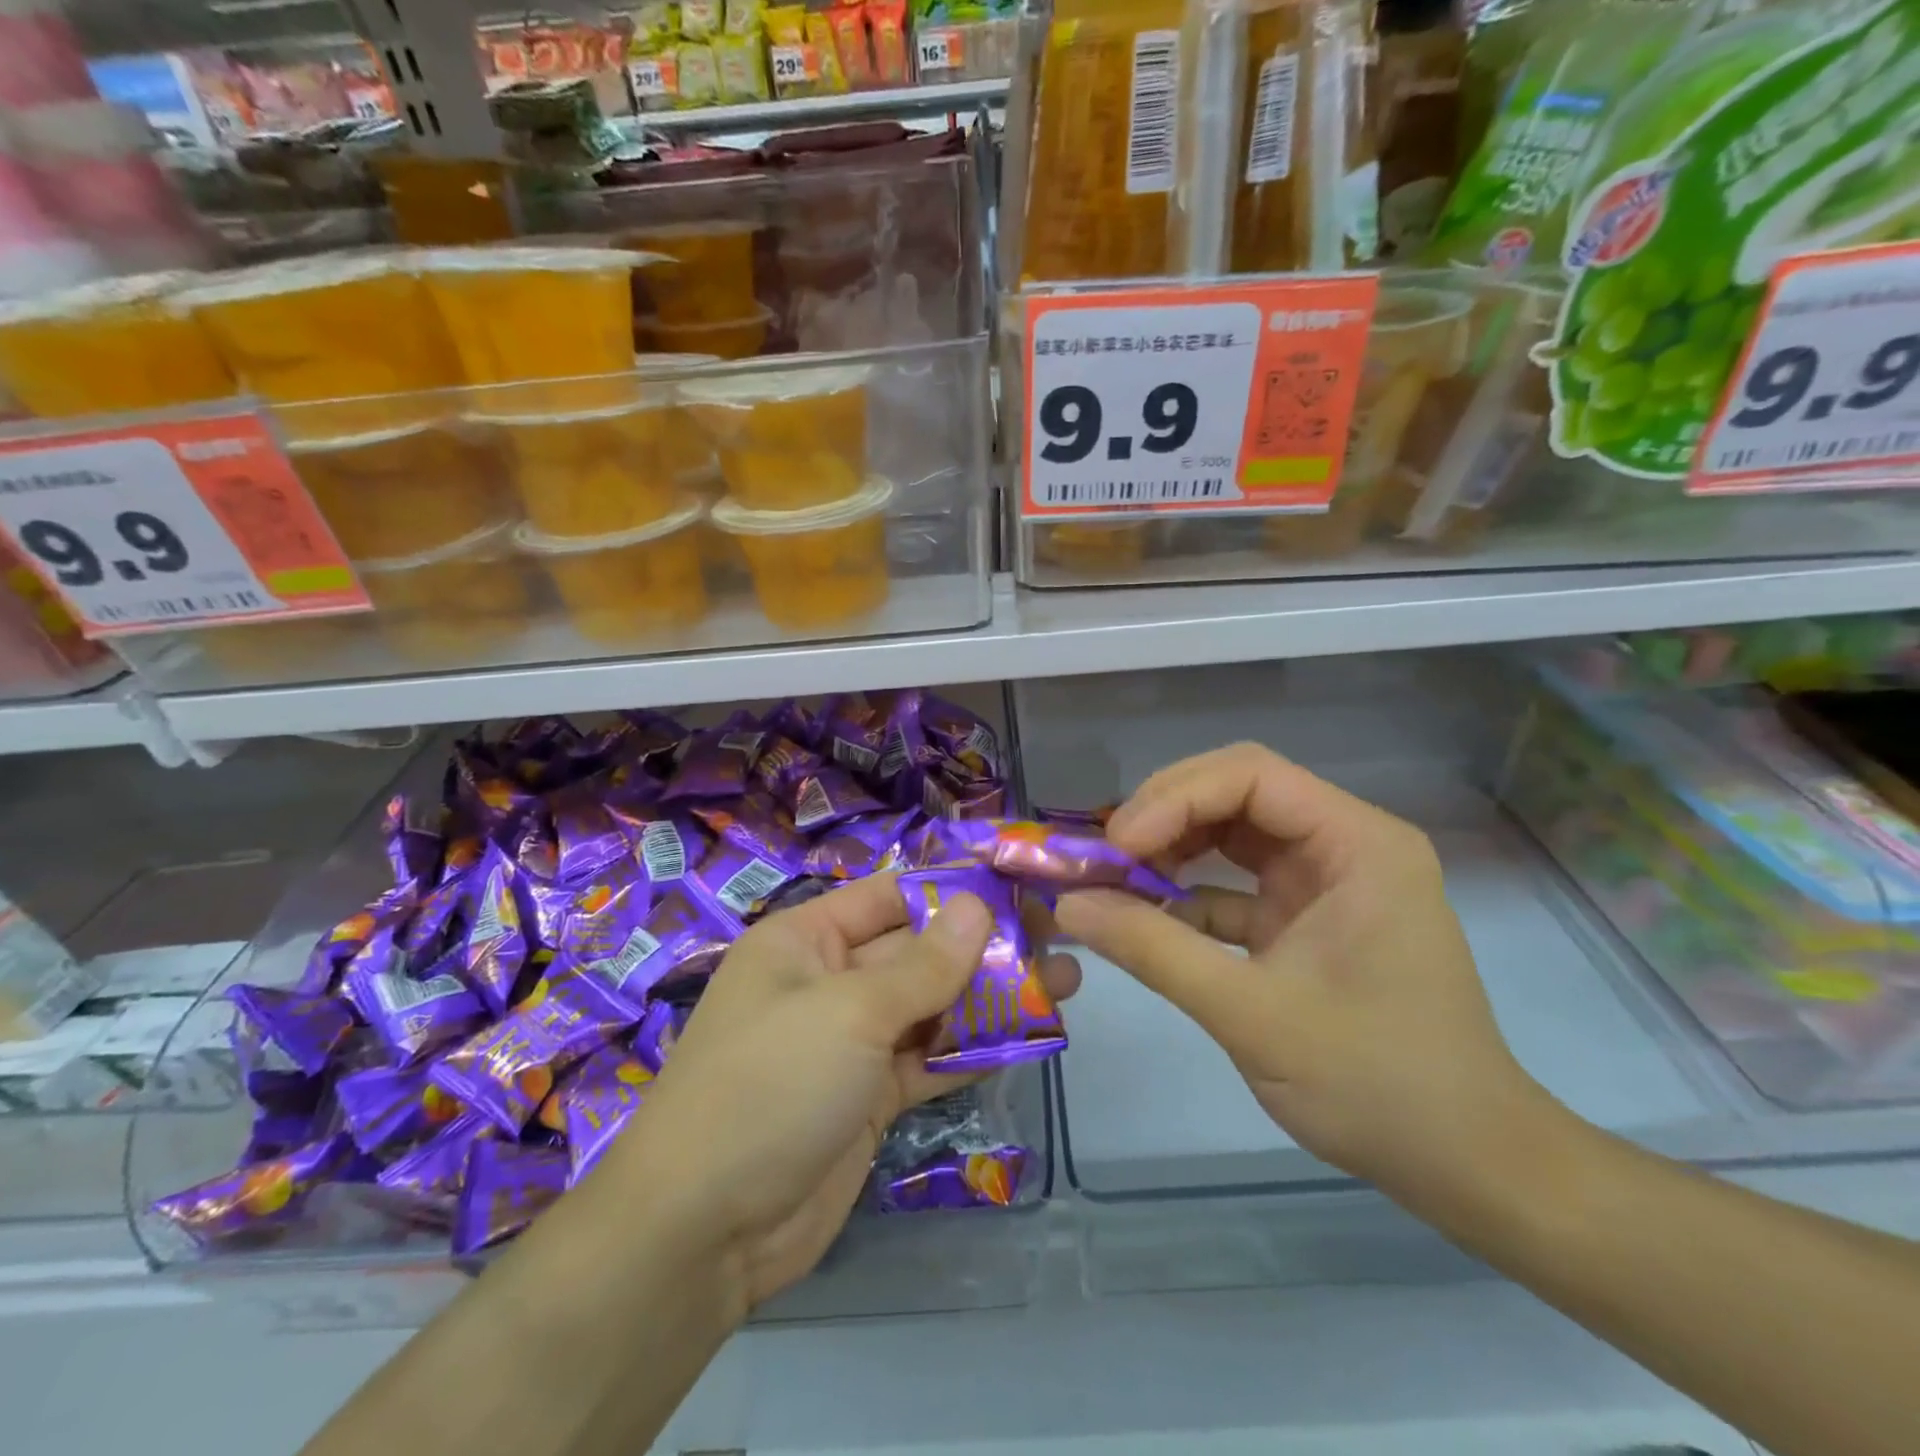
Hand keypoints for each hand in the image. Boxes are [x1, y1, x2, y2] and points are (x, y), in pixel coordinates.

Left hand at [604, 874, 1079, 1317]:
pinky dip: (974, 1049)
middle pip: (917, 951)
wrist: (703, 1232)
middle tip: (1058, 935)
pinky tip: (1032, 1035)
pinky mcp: (870, 1096)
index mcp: (805, 941)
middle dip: (984, 945)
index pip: (890, 896)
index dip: (953, 887)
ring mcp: (851, 1043)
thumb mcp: (849, 1012)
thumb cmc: (770, 1086)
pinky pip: (930, 1058)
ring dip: (991, 996)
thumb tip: (978, 906)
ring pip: (931, 1006)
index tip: (1019, 883)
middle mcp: (829, 982)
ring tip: (1065, 981)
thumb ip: (922, 965)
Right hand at [1053, 744, 1545, 1209]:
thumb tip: (1068, 905)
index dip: (1173, 798)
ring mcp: (1324, 880)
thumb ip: (1153, 949)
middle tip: (1103, 857)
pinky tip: (1143, 919)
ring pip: (1230, 832)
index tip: (1116, 845)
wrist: (1465, 1164)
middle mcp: (1344, 844)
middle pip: (1236, 792)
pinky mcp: (1305, 917)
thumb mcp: (1250, 1013)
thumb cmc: (1376, 1083)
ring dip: (1169, 850)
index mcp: (1357, 844)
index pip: (1250, 776)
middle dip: (1163, 817)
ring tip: (1113, 880)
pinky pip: (1233, 883)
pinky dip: (1185, 895)